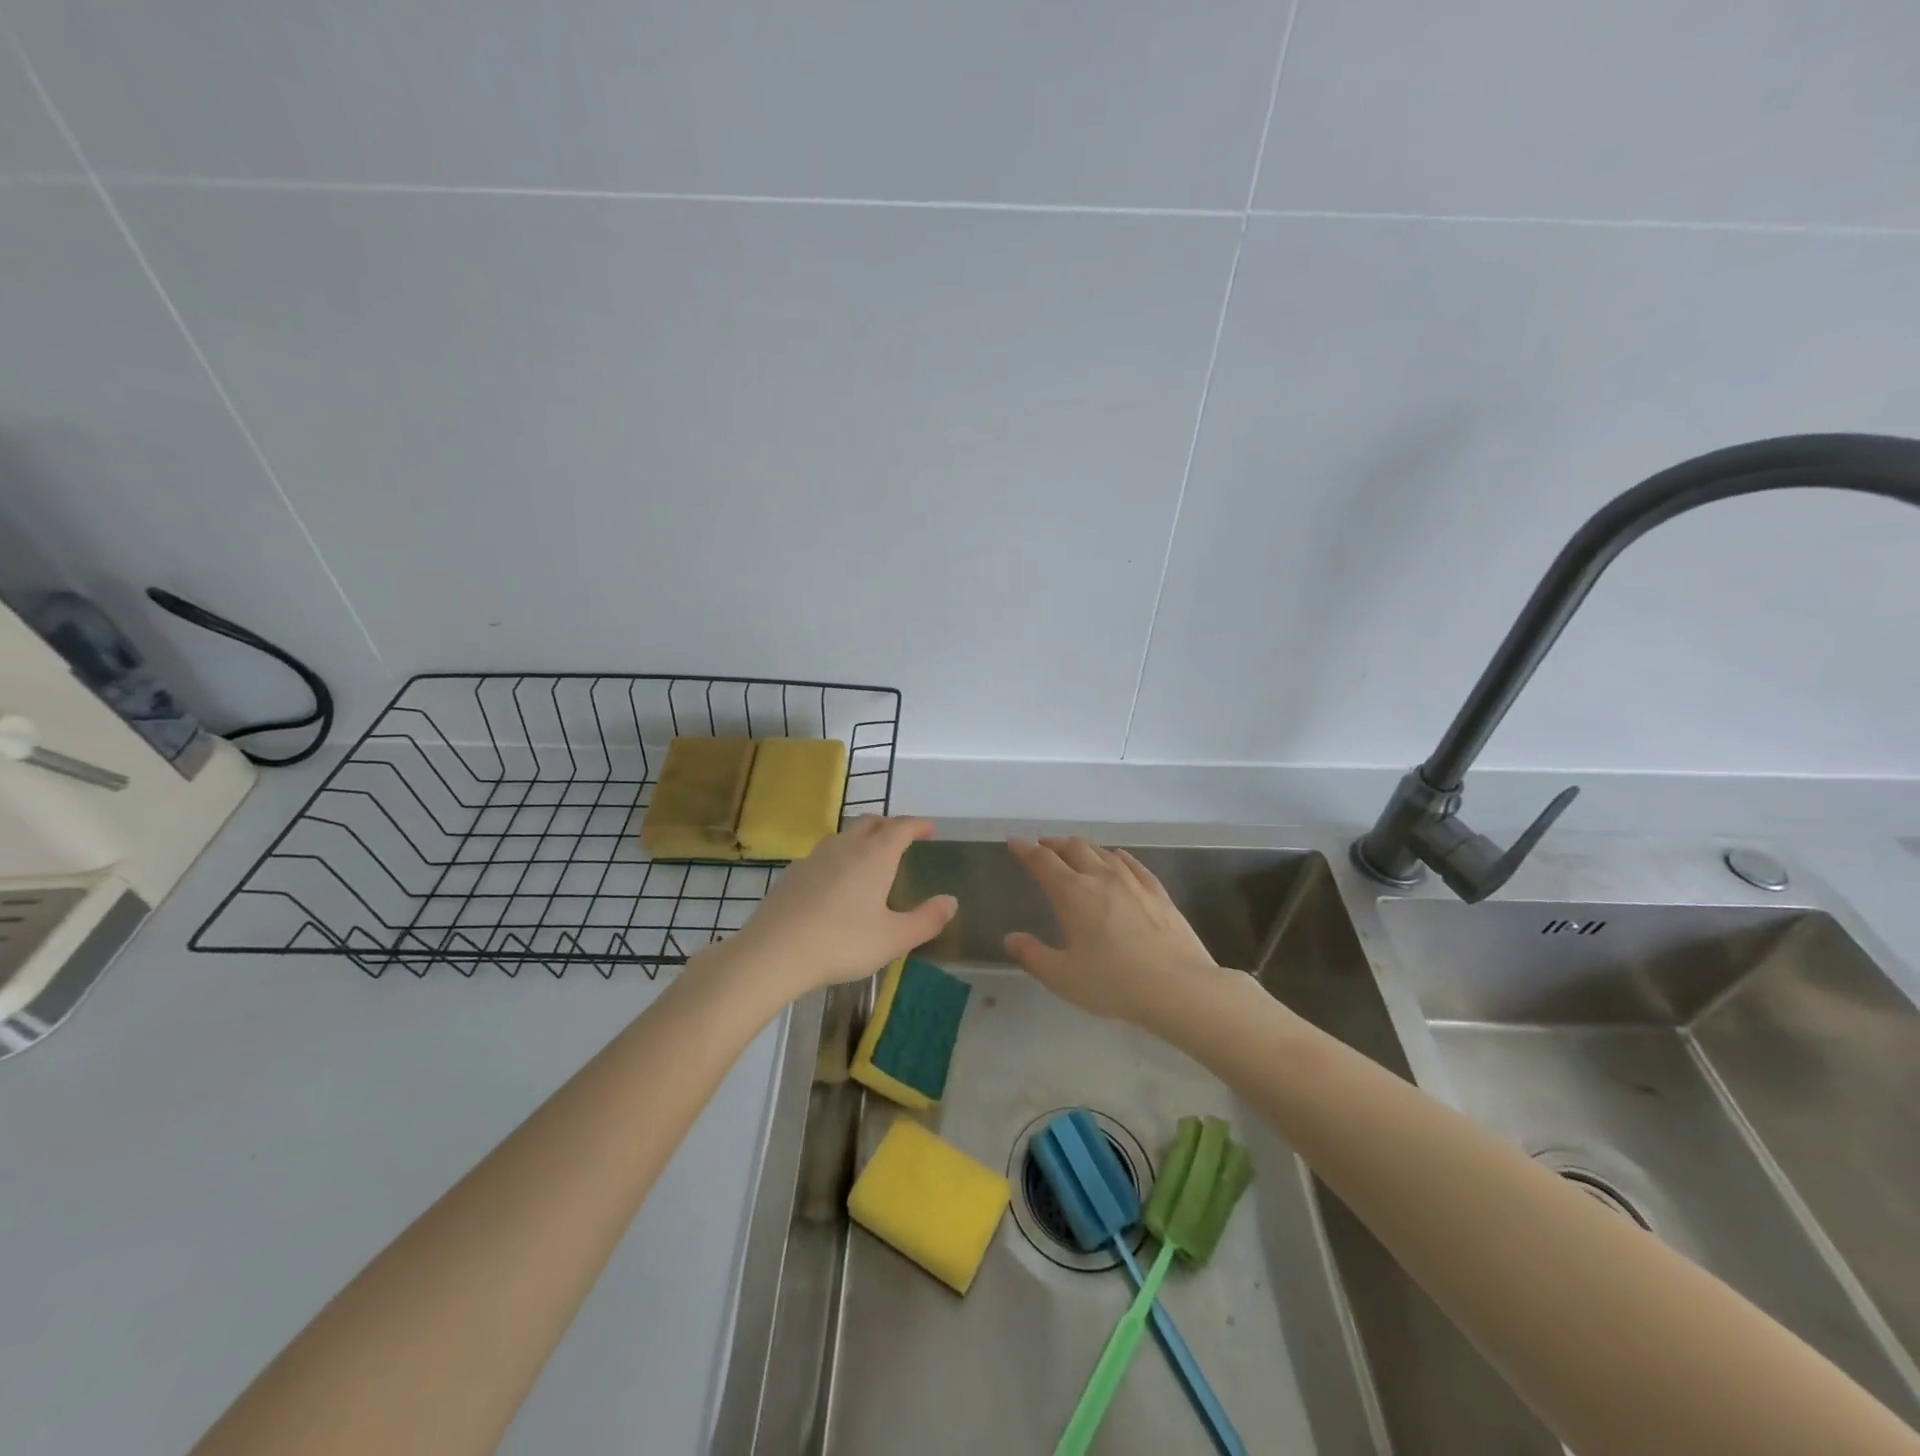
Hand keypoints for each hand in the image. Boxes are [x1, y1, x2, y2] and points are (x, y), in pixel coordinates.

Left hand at [724, 816, 957, 1000]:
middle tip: (903, 838)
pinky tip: (835, 881)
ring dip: (862, 838)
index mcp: (875, 855)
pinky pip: (823, 854)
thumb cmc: (842, 943)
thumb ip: (926, 920)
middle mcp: (845, 846)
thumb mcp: (893, 939)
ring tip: (871, 857)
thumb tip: (951, 901)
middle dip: (890, 825)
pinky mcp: (792, 873)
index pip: (901, 827)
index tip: (930, 828)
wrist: (774, 953)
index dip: (918, 824)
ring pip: (844, 836)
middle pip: (871, 823)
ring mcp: (814, 857)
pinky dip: (839, 857)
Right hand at [1004, 837, 1221, 1027]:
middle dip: (1054, 844)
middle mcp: (1101, 878)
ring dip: (1083, 847)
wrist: (1179, 987)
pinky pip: (1133, 864)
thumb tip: (1012, 939)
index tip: (1015, 843)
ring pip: (1102, 852)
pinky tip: (1117, 857)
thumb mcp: (1063, 977)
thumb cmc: (1114, 983)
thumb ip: (1033, 956)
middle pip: (1073, 848)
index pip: (1043, 862)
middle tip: (1043, 847)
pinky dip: (1117, 856)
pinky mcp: (1158, 892)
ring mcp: (1133, 882)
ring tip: (1074, 851)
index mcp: (1072, 894)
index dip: (1026, 850)